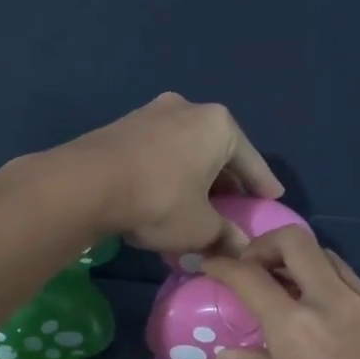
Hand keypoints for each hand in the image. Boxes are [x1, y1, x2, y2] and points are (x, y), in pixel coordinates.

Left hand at [46, 93, 284, 257]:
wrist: (87, 183)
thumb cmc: (159, 200)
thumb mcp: (200, 227)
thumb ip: (226, 236)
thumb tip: (242, 250)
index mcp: (218, 125)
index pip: (251, 160)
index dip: (262, 184)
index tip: (272, 197)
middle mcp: (188, 108)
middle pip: (218, 148)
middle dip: (227, 177)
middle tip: (235, 201)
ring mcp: (152, 112)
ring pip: (186, 146)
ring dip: (195, 171)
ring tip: (199, 197)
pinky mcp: (123, 124)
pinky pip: (160, 148)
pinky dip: (170, 168)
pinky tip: (166, 189)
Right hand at [203, 227, 359, 358]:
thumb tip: (231, 356)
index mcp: (296, 329)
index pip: (249, 276)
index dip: (223, 264)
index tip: (209, 264)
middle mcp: (333, 303)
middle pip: (296, 241)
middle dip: (265, 245)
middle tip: (252, 270)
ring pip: (329, 258)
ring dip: (300, 263)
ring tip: (286, 295)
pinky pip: (355, 285)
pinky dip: (329, 286)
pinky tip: (324, 322)